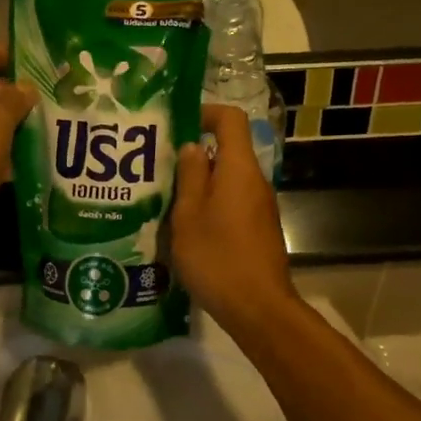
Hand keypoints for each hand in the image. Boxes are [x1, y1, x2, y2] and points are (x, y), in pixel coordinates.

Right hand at [171, 106, 295, 330]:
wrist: (258, 308)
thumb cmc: (218, 257)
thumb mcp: (189, 216)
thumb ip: (190, 176)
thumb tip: (192, 147)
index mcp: (239, 169)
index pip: (232, 119)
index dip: (206, 112)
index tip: (179, 124)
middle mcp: (255, 180)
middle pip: (228, 150)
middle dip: (194, 153)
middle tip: (159, 166)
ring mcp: (260, 206)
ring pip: (228, 179)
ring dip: (200, 183)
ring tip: (165, 198)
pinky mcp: (259, 228)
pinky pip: (233, 201)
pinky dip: (211, 204)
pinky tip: (186, 227)